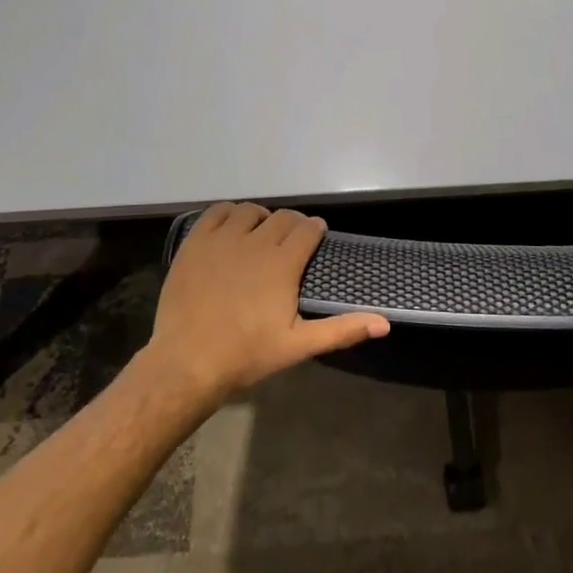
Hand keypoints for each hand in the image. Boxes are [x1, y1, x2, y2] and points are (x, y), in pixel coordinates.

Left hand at [142, 202, 389, 408]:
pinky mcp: (196, 243)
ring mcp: (222, 239)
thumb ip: (342, 330)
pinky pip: (215, 213)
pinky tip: (231, 227)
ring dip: (261, 217)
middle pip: (281, 217)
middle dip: (292, 224)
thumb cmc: (246, 355)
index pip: (307, 230)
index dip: (315, 230)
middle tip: (291, 239)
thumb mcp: (298, 346)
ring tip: (261, 232)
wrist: (187, 362)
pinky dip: (228, 213)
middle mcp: (255, 241)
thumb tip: (385, 323)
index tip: (316, 235)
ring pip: (249, 211)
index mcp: (282, 263)